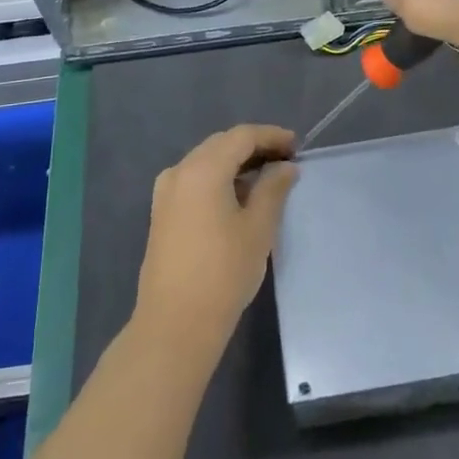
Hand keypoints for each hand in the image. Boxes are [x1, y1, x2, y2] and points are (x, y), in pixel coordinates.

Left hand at [134, 124, 297, 360]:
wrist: (175, 323)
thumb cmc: (223, 272)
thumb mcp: (258, 228)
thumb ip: (273, 189)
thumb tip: (285, 167)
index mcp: (203, 169)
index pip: (241, 137)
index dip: (271, 136)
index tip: (296, 145)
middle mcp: (179, 171)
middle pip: (221, 145)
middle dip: (253, 146)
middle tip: (285, 159)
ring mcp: (166, 192)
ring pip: (205, 162)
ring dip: (235, 163)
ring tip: (267, 177)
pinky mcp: (162, 213)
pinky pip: (194, 180)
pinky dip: (218, 178)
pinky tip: (238, 196)